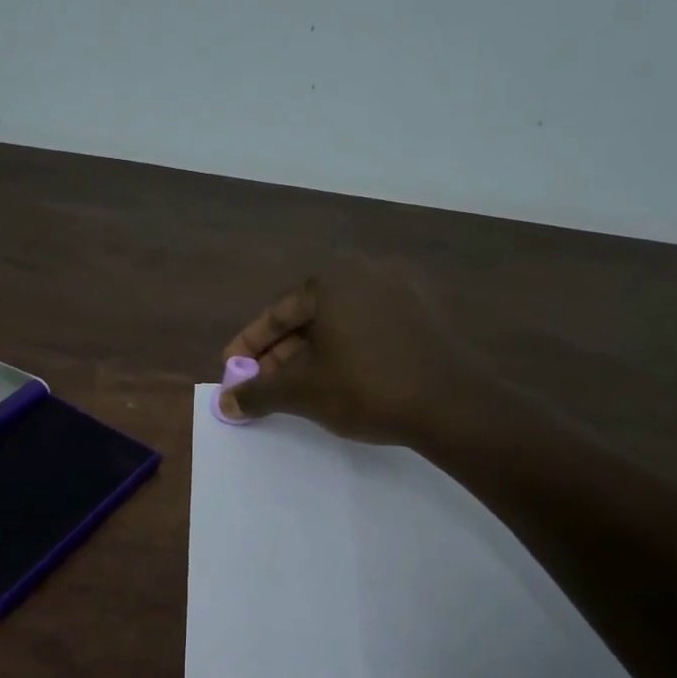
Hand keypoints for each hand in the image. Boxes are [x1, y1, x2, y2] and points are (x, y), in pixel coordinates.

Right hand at [219, 257, 480, 444]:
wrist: (452, 405)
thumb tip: (224, 403)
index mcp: (333, 278)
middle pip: (309, 315)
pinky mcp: (426, 314)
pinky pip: (370, 327)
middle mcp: (367, 271)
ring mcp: (403, 290)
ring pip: (340, 323)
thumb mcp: (301, 391)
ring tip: (298, 387)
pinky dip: (347, 350)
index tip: (233, 369)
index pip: (278, 312)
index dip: (249, 345)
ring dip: (312, 354)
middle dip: (280, 352)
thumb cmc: (365, 387)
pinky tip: (341, 379)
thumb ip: (257, 393)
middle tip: (262, 383)